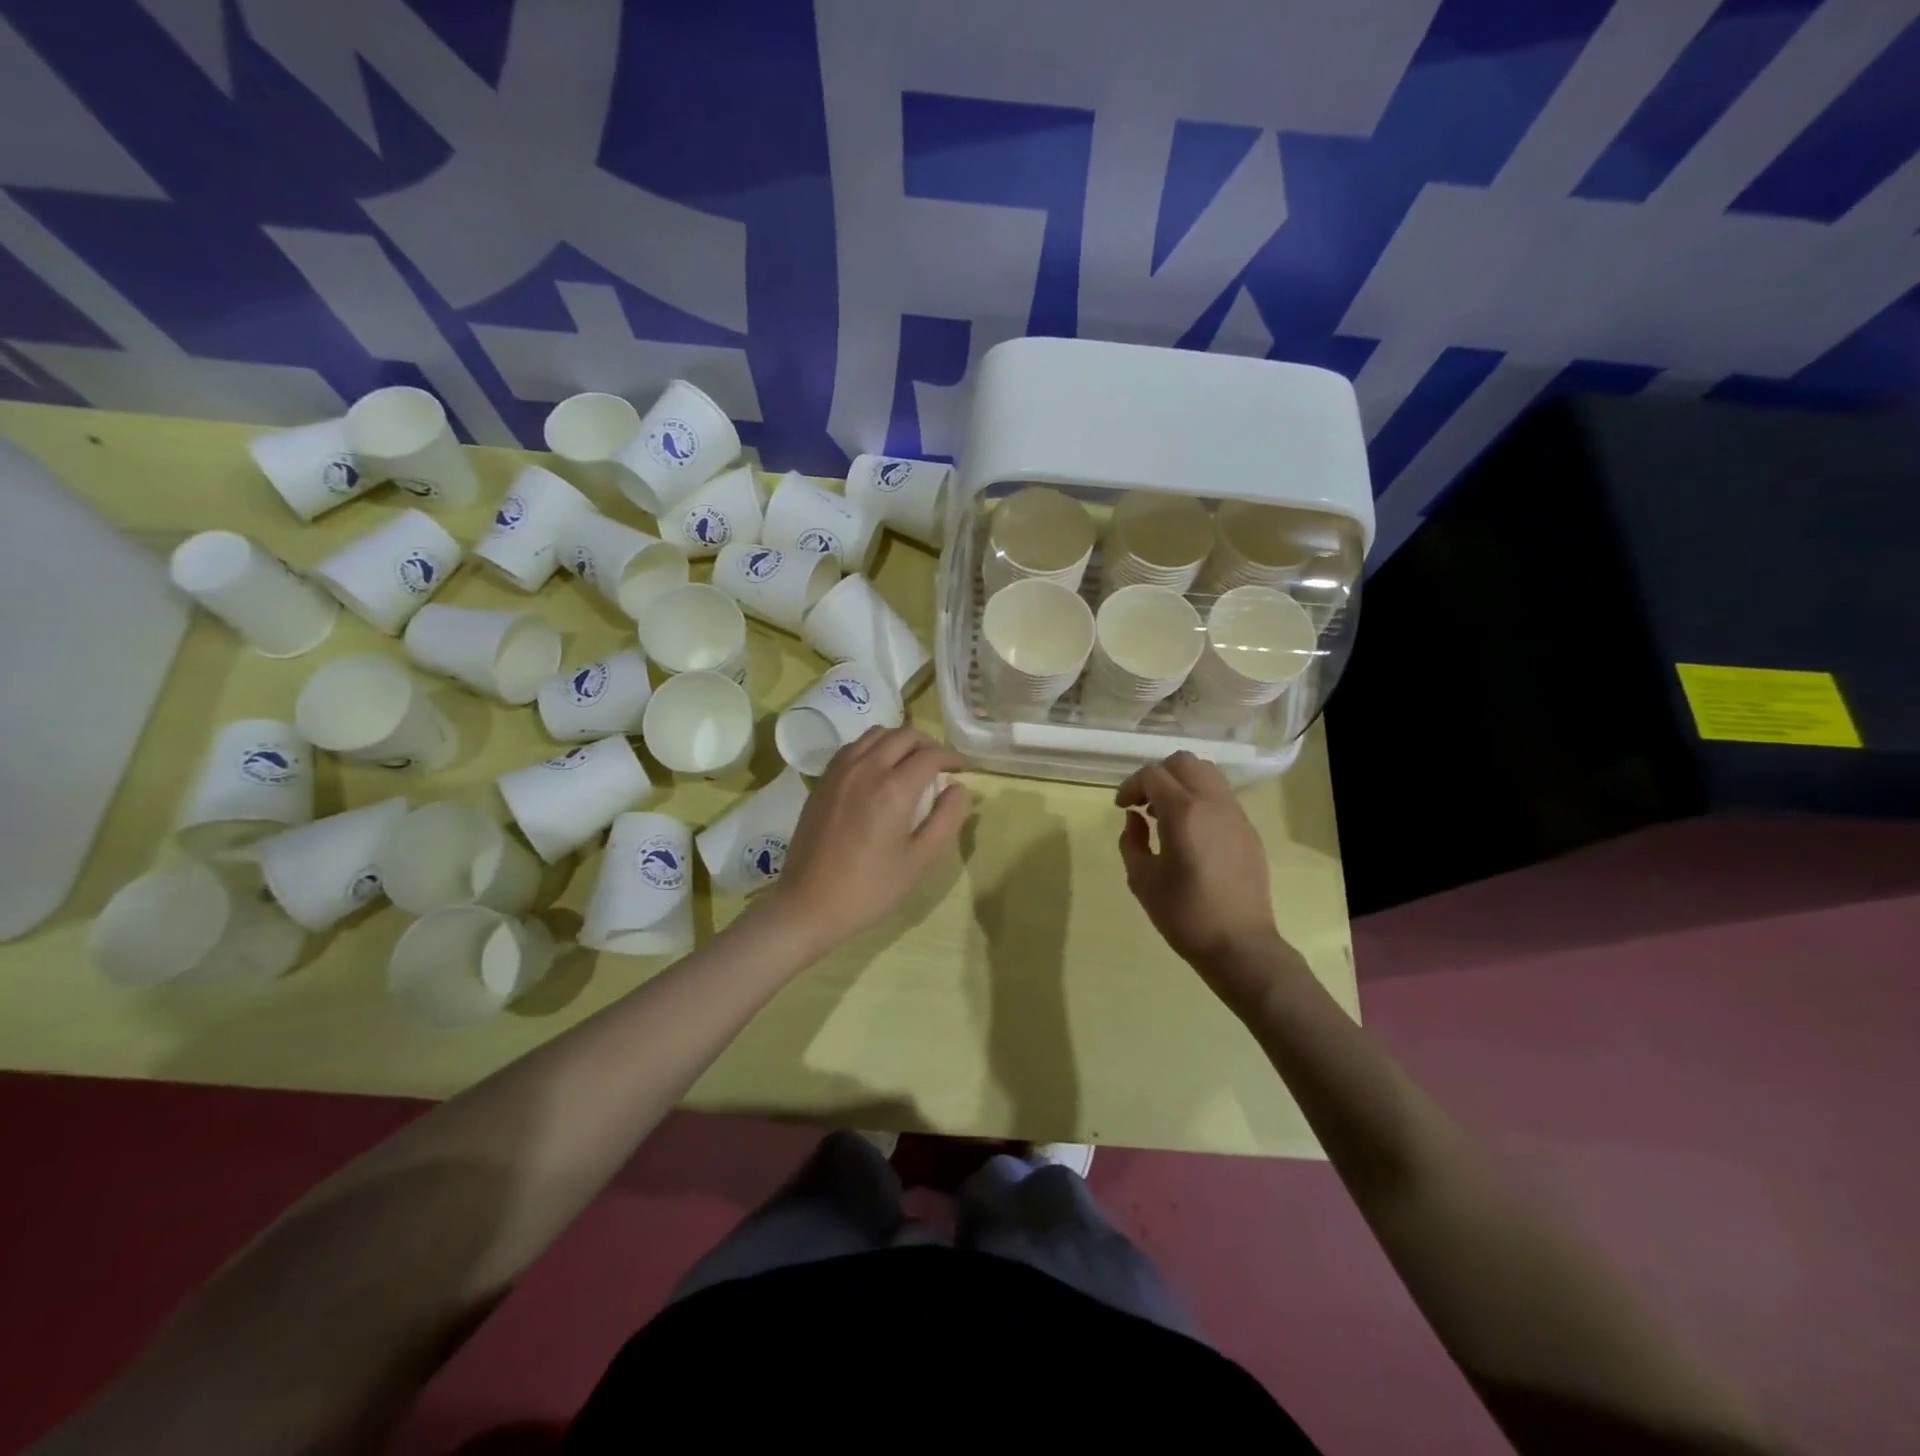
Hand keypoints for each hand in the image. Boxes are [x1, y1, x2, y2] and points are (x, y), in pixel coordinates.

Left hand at [769, 726, 970, 953]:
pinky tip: (880, 769)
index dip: (954, 758)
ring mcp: (840, 771)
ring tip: (912, 762)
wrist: (808, 904)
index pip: (931, 756)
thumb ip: (946, 820)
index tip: (967, 768)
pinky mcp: (823, 780)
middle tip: (943, 765)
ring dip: (900, 741)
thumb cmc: (869, 889)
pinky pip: (854, 747)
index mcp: (893, 789)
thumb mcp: (919, 861)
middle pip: (904, 736)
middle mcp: (866, 769)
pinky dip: (874, 747)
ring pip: (877, 734)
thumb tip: (959, 788)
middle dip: (930, 744)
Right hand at [1116, 752, 1286, 986]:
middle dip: (1158, 775)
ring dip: (1181, 783)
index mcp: (1184, 812)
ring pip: (1208, 774)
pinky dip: (1200, 799)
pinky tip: (1191, 832)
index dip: (1131, 786)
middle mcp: (1213, 803)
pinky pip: (1222, 797)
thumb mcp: (1142, 880)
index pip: (1153, 775)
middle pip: (1184, 762)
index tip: (1121, 807)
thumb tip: (1136, 819)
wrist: (1240, 945)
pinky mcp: (1249, 830)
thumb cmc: (1184, 915)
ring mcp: (1236, 815)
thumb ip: (1131, 841)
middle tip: (1144, 804)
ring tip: (1166, 814)